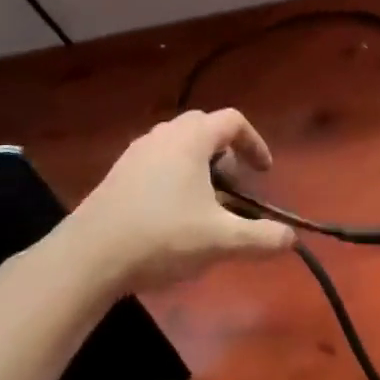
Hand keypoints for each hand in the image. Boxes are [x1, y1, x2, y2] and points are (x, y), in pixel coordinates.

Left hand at [42, 109, 296, 298]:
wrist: (87, 259)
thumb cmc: (162, 238)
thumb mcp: (221, 241)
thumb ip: (261, 238)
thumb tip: (292, 239)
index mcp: (190, 140)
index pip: (232, 121)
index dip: (255, 143)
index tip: (263, 172)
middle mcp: (162, 137)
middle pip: (203, 127)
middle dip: (226, 152)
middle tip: (234, 186)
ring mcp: (134, 154)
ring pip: (176, 145)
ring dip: (199, 165)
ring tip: (205, 203)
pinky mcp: (116, 176)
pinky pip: (155, 162)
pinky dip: (174, 176)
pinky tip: (172, 216)